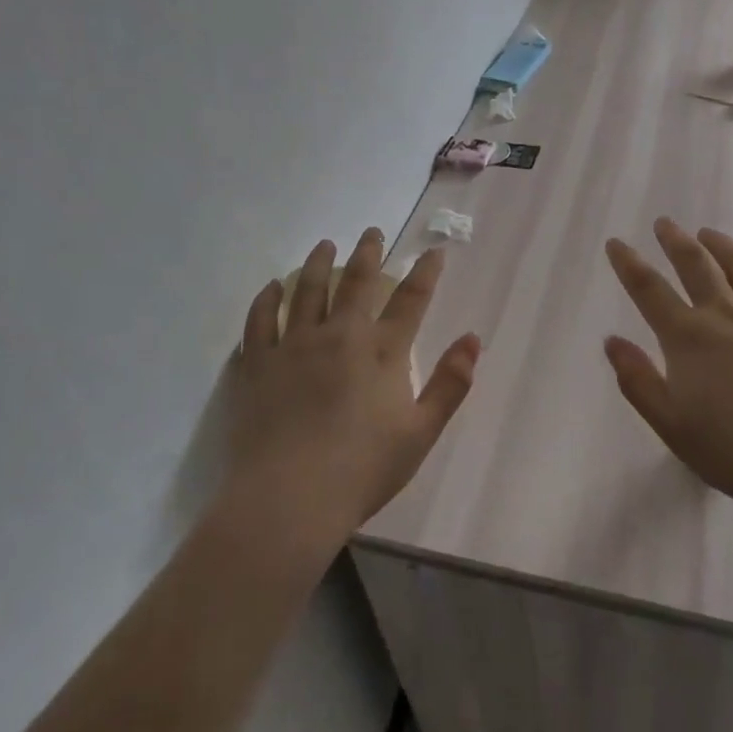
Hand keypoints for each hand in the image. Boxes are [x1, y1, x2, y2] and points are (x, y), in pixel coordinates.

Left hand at [230, 230, 479, 542]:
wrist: (288, 500)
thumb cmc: (362, 470)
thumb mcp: (421, 433)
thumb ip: (450, 384)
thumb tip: (473, 339)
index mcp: (381, 352)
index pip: (410, 299)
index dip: (425, 272)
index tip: (434, 250)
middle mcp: (339, 335)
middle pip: (356, 282)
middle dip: (368, 252)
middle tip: (372, 231)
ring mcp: (294, 346)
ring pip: (307, 290)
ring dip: (318, 263)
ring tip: (325, 245)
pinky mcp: (258, 364)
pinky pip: (261, 319)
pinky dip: (267, 298)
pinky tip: (271, 287)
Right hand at [604, 218, 732, 524]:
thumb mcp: (673, 427)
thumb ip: (638, 382)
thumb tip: (612, 341)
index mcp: (689, 337)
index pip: (649, 289)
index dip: (628, 263)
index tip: (616, 243)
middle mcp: (727, 313)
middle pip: (695, 263)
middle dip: (674, 240)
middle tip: (664, 223)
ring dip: (720, 244)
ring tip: (708, 233)